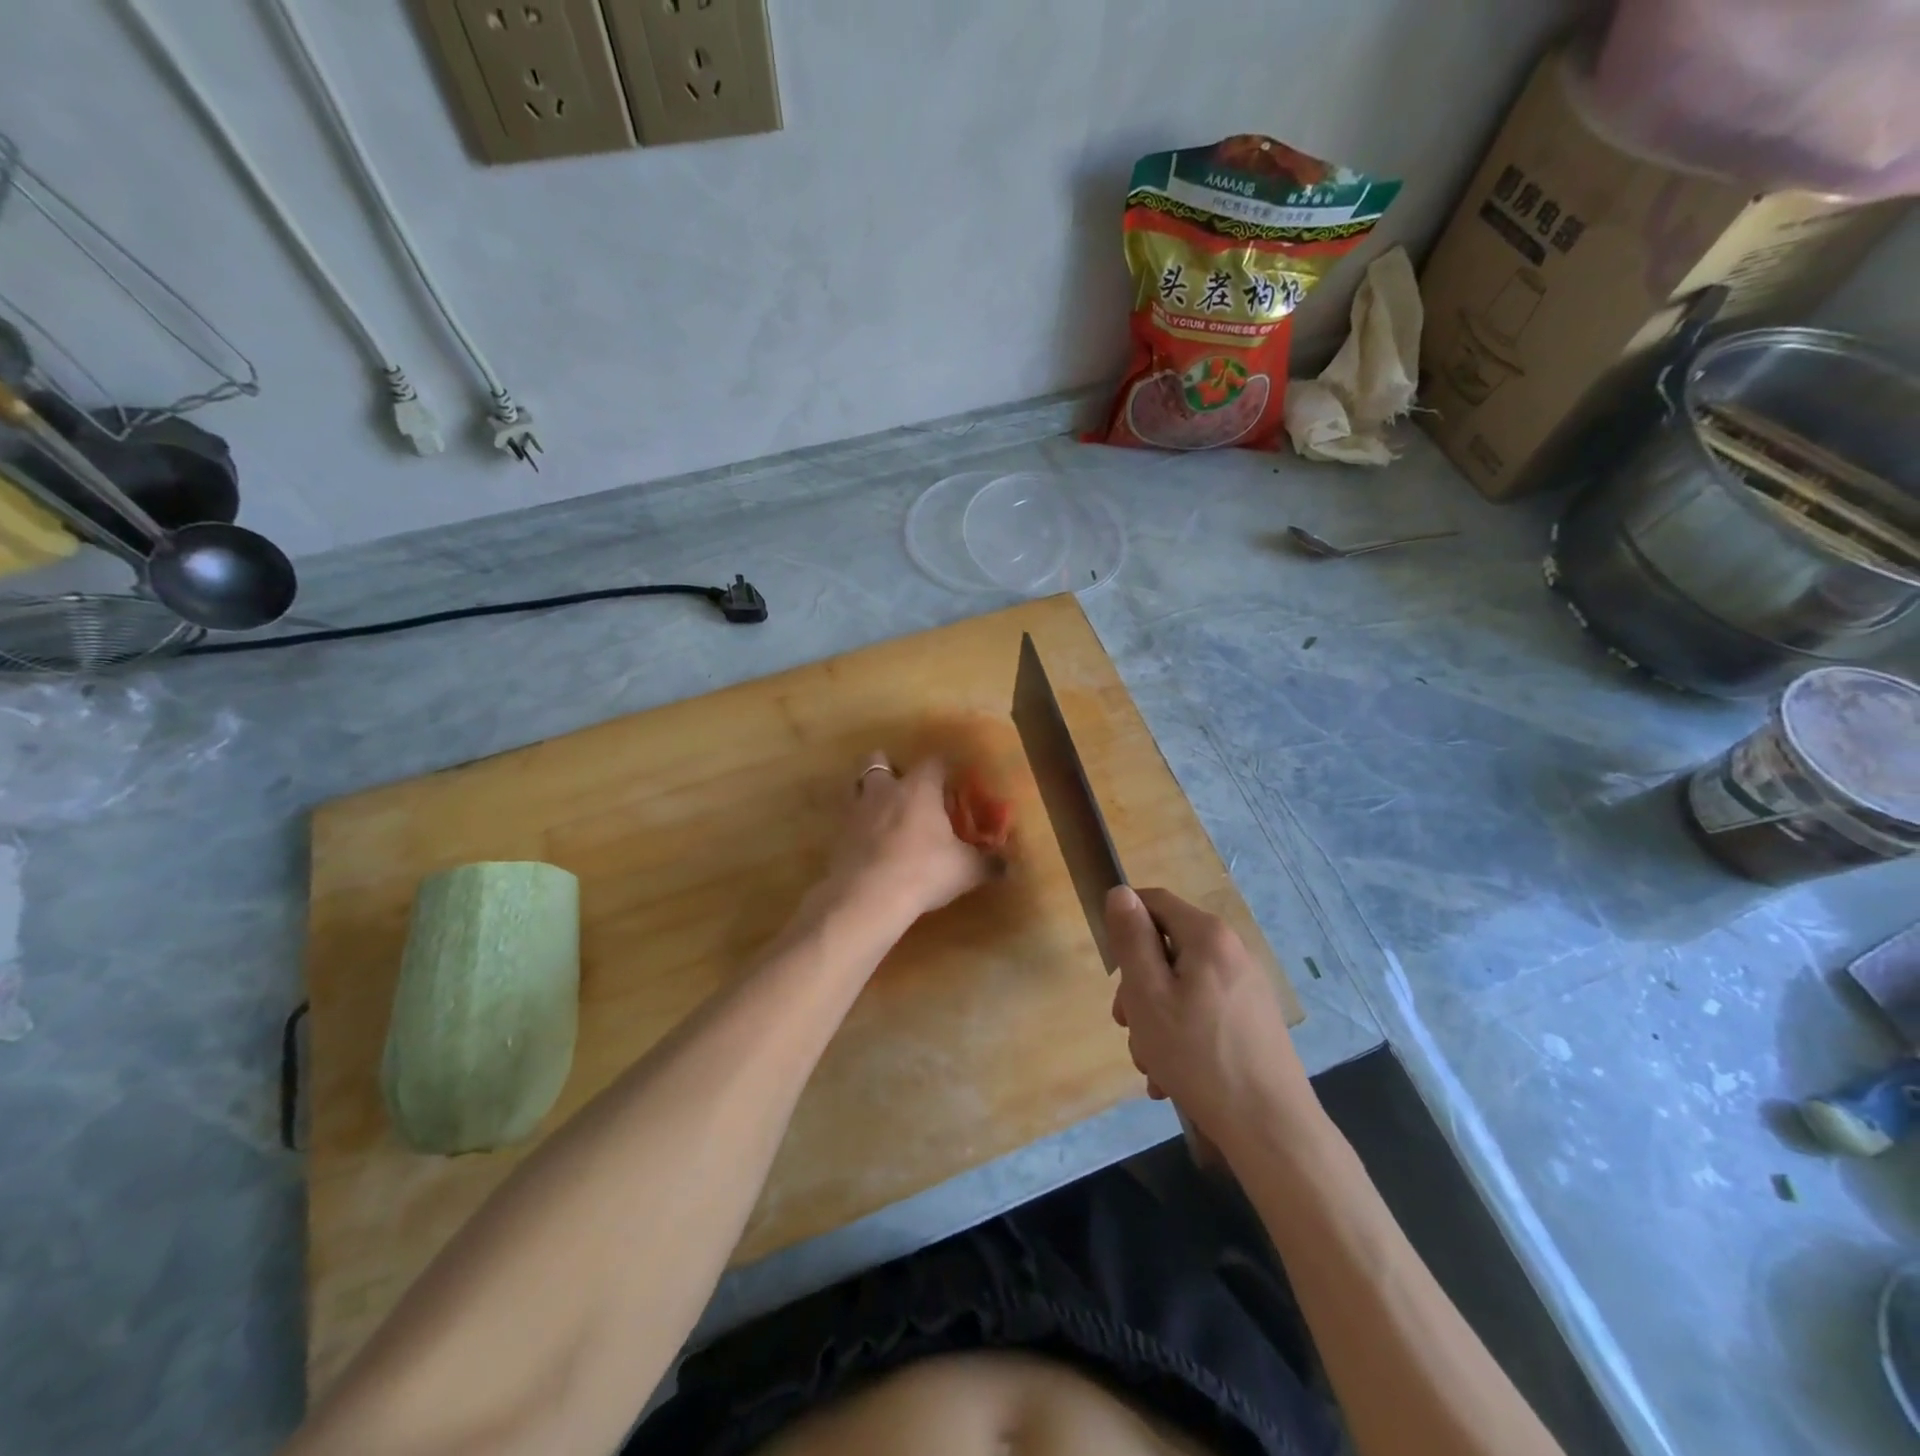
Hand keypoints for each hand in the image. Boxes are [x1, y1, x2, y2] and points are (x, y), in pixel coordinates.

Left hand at [821, 753, 994, 923]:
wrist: (867, 898)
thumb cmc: (924, 871)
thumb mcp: (965, 870)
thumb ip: (988, 863)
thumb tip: (1009, 865)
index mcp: (918, 788)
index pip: (934, 761)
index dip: (945, 769)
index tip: (954, 783)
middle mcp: (885, 790)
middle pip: (879, 760)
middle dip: (893, 769)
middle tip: (910, 792)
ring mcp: (856, 811)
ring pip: (857, 786)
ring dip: (870, 794)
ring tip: (886, 815)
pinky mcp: (837, 836)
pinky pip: (848, 820)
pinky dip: (859, 827)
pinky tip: (872, 847)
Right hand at [1107, 886, 1314, 1144]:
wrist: (1270, 1129)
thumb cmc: (1198, 1055)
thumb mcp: (1147, 993)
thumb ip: (1131, 939)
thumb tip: (1120, 892)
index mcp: (1207, 935)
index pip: (1154, 901)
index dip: (1125, 925)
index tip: (1112, 969)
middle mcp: (1231, 952)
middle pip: (1166, 948)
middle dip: (1138, 986)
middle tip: (1127, 1025)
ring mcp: (1245, 987)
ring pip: (1180, 986)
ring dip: (1155, 1019)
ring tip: (1151, 1063)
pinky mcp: (1252, 1020)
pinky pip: (1201, 1012)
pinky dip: (1180, 1036)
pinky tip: (1171, 1077)